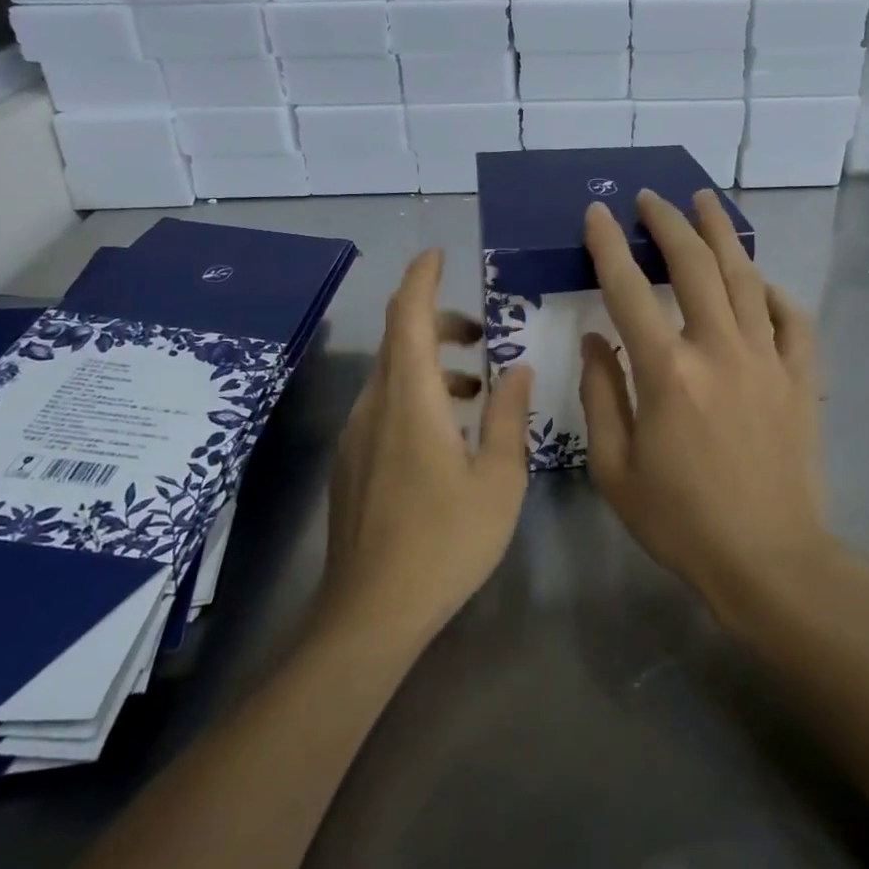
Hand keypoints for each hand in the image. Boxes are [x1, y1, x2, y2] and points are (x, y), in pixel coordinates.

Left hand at [319, 249, 533, 648]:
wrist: (371, 613)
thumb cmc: (445, 542)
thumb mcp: (498, 479)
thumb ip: (509, 416)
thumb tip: (518, 369)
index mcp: (410, 400)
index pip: (408, 316)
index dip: (421, 278)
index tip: (439, 254)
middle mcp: (374, 406)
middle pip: (399, 340)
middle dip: (437, 321)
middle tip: (480, 332)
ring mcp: (356, 435)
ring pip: (391, 374)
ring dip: (430, 363)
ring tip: (475, 385)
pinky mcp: (351, 462)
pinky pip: (383, 405)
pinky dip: (415, 393)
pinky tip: (446, 430)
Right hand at [579, 190, 835, 623]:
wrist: (768, 559)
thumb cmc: (681, 521)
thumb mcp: (615, 469)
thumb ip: (601, 396)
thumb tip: (596, 342)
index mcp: (668, 373)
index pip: (629, 290)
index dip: (609, 246)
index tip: (597, 213)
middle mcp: (719, 351)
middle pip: (695, 266)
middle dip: (668, 223)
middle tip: (651, 197)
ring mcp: (767, 360)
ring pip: (746, 277)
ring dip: (722, 234)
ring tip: (705, 202)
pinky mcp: (800, 378)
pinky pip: (792, 318)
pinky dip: (773, 292)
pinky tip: (759, 281)